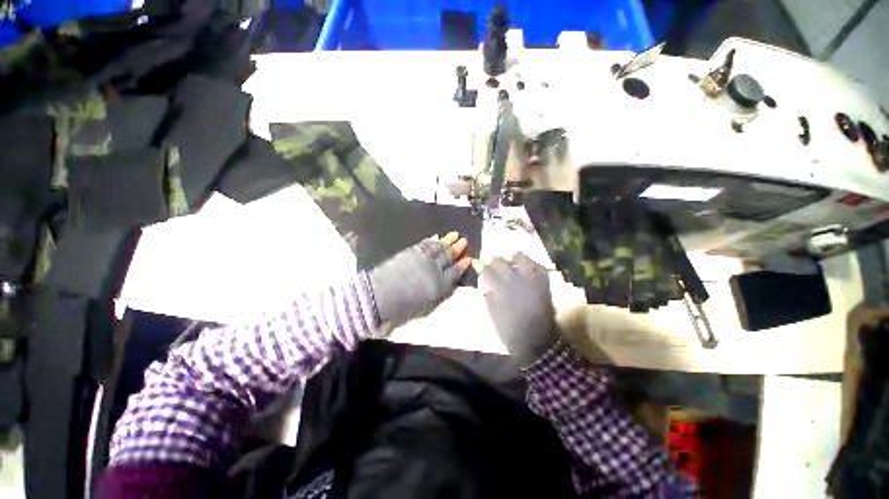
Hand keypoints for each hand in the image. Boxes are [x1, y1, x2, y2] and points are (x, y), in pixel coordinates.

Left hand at [369, 232, 470, 329]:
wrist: (382, 294)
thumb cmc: (404, 304)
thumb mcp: (428, 302)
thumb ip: (440, 290)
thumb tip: (448, 281)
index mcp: (440, 284)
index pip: (455, 272)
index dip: (462, 265)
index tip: (469, 259)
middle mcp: (435, 268)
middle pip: (449, 256)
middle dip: (457, 248)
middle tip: (464, 240)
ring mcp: (423, 257)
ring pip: (439, 247)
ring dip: (447, 240)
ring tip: (455, 234)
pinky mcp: (412, 251)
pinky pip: (426, 243)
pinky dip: (432, 240)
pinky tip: (436, 237)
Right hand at [481, 253, 559, 366]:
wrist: (537, 342)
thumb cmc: (511, 332)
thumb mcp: (494, 316)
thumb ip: (489, 299)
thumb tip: (487, 288)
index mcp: (500, 290)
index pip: (487, 272)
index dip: (480, 266)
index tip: (476, 262)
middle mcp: (514, 280)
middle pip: (501, 262)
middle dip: (494, 261)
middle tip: (493, 264)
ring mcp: (531, 280)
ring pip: (522, 258)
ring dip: (514, 258)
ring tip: (512, 261)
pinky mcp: (543, 284)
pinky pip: (540, 267)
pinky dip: (533, 265)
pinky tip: (528, 268)